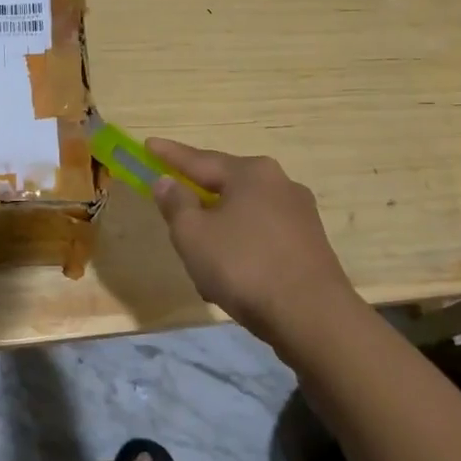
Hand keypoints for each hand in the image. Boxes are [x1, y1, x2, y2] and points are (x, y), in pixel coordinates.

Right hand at [148, 138, 357, 344]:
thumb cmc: (244, 266)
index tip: (148, 144)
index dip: (169, 155)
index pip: (200, 159)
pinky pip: (262, 237)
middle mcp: (280, 184)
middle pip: (226, 186)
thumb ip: (176, 204)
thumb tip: (167, 181)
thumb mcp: (193, 235)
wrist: (312, 316)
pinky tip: (230, 278)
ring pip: (244, 215)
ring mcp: (300, 214)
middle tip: (172, 205)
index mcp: (251, 173)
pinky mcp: (310, 244)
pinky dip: (241, 249)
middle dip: (198, 199)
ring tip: (199, 260)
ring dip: (219, 232)